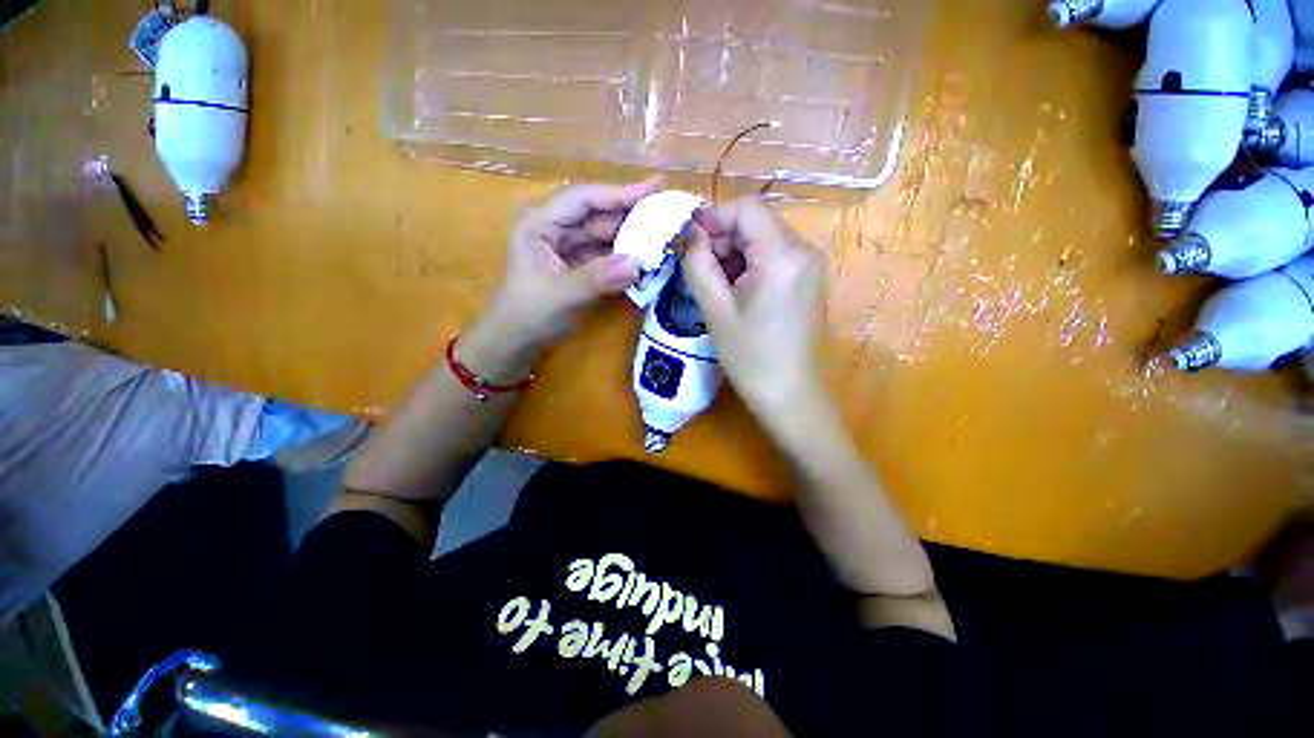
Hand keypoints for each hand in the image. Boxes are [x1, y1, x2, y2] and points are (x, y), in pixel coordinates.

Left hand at [463, 180, 658, 378]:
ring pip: (604, 234)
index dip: (619, 193)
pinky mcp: (578, 264)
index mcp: (540, 222)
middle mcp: (554, 227)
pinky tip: (646, 258)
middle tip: (667, 213)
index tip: (655, 188)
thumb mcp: (560, 295)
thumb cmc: (528, 314)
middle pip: (598, 214)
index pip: (584, 199)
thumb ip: (597, 278)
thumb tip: (636, 265)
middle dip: (631, 214)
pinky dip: (624, 258)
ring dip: (631, 237)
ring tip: (663, 235)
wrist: (516, 340)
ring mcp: (567, 246)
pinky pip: (606, 255)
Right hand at [683, 197, 825, 419]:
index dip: (714, 218)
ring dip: (734, 253)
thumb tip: (692, 232)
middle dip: (723, 238)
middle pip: (756, 222)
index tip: (691, 244)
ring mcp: (810, 265)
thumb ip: (698, 263)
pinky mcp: (808, 279)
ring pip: (763, 238)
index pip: (747, 208)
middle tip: (701, 270)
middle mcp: (804, 250)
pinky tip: (737, 291)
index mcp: (782, 256)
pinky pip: (774, 256)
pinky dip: (750, 264)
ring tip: (717, 286)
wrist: (788, 393)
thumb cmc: (749, 356)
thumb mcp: (715, 309)